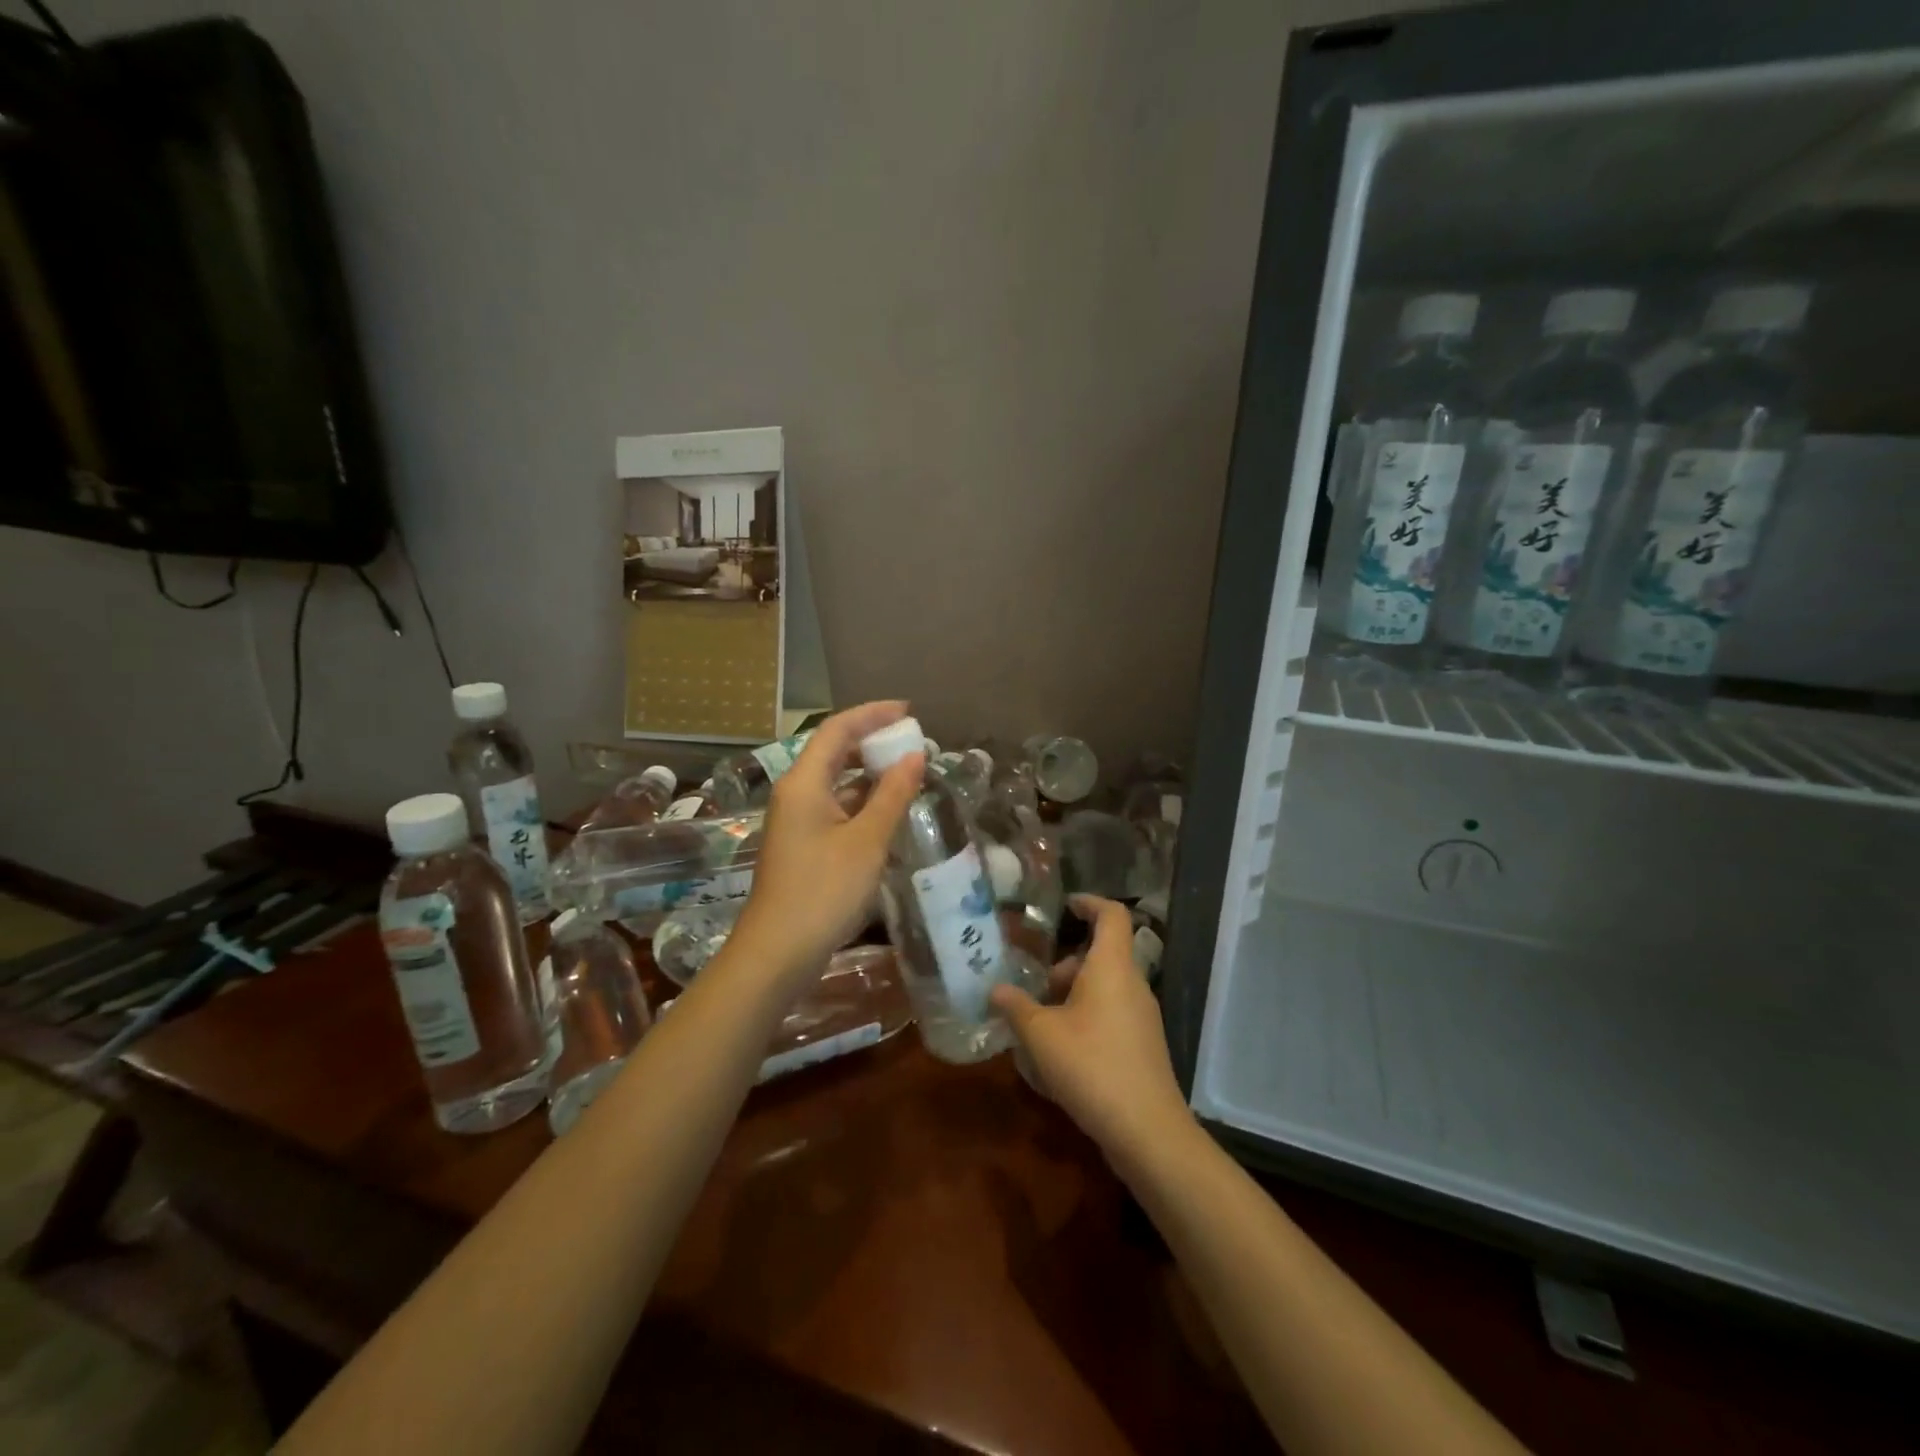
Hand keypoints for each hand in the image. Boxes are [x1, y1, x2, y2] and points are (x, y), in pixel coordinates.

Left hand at [730, 702, 922, 987]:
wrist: (778, 952)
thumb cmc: (824, 891)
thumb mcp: (867, 841)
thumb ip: (893, 795)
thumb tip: (916, 756)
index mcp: (804, 782)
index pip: (837, 729)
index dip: (873, 714)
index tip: (909, 712)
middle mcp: (795, 793)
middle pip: (834, 751)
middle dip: (873, 741)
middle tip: (913, 741)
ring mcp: (796, 820)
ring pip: (835, 780)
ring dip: (869, 772)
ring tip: (909, 770)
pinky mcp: (803, 843)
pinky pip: (835, 806)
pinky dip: (862, 800)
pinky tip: (889, 809)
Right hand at [991, 895, 1193, 1160]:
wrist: (1147, 1131)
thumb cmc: (1091, 1067)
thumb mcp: (1040, 1035)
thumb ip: (1016, 1007)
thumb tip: (996, 989)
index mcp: (1112, 967)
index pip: (1112, 915)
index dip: (1090, 902)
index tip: (1066, 905)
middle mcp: (1132, 984)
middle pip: (1102, 954)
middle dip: (1066, 963)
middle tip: (1036, 985)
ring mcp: (1143, 1017)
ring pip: (1105, 987)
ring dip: (1073, 995)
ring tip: (1040, 1022)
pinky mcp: (1143, 1045)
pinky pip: (1111, 1013)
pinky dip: (1086, 1017)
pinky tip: (1061, 1051)